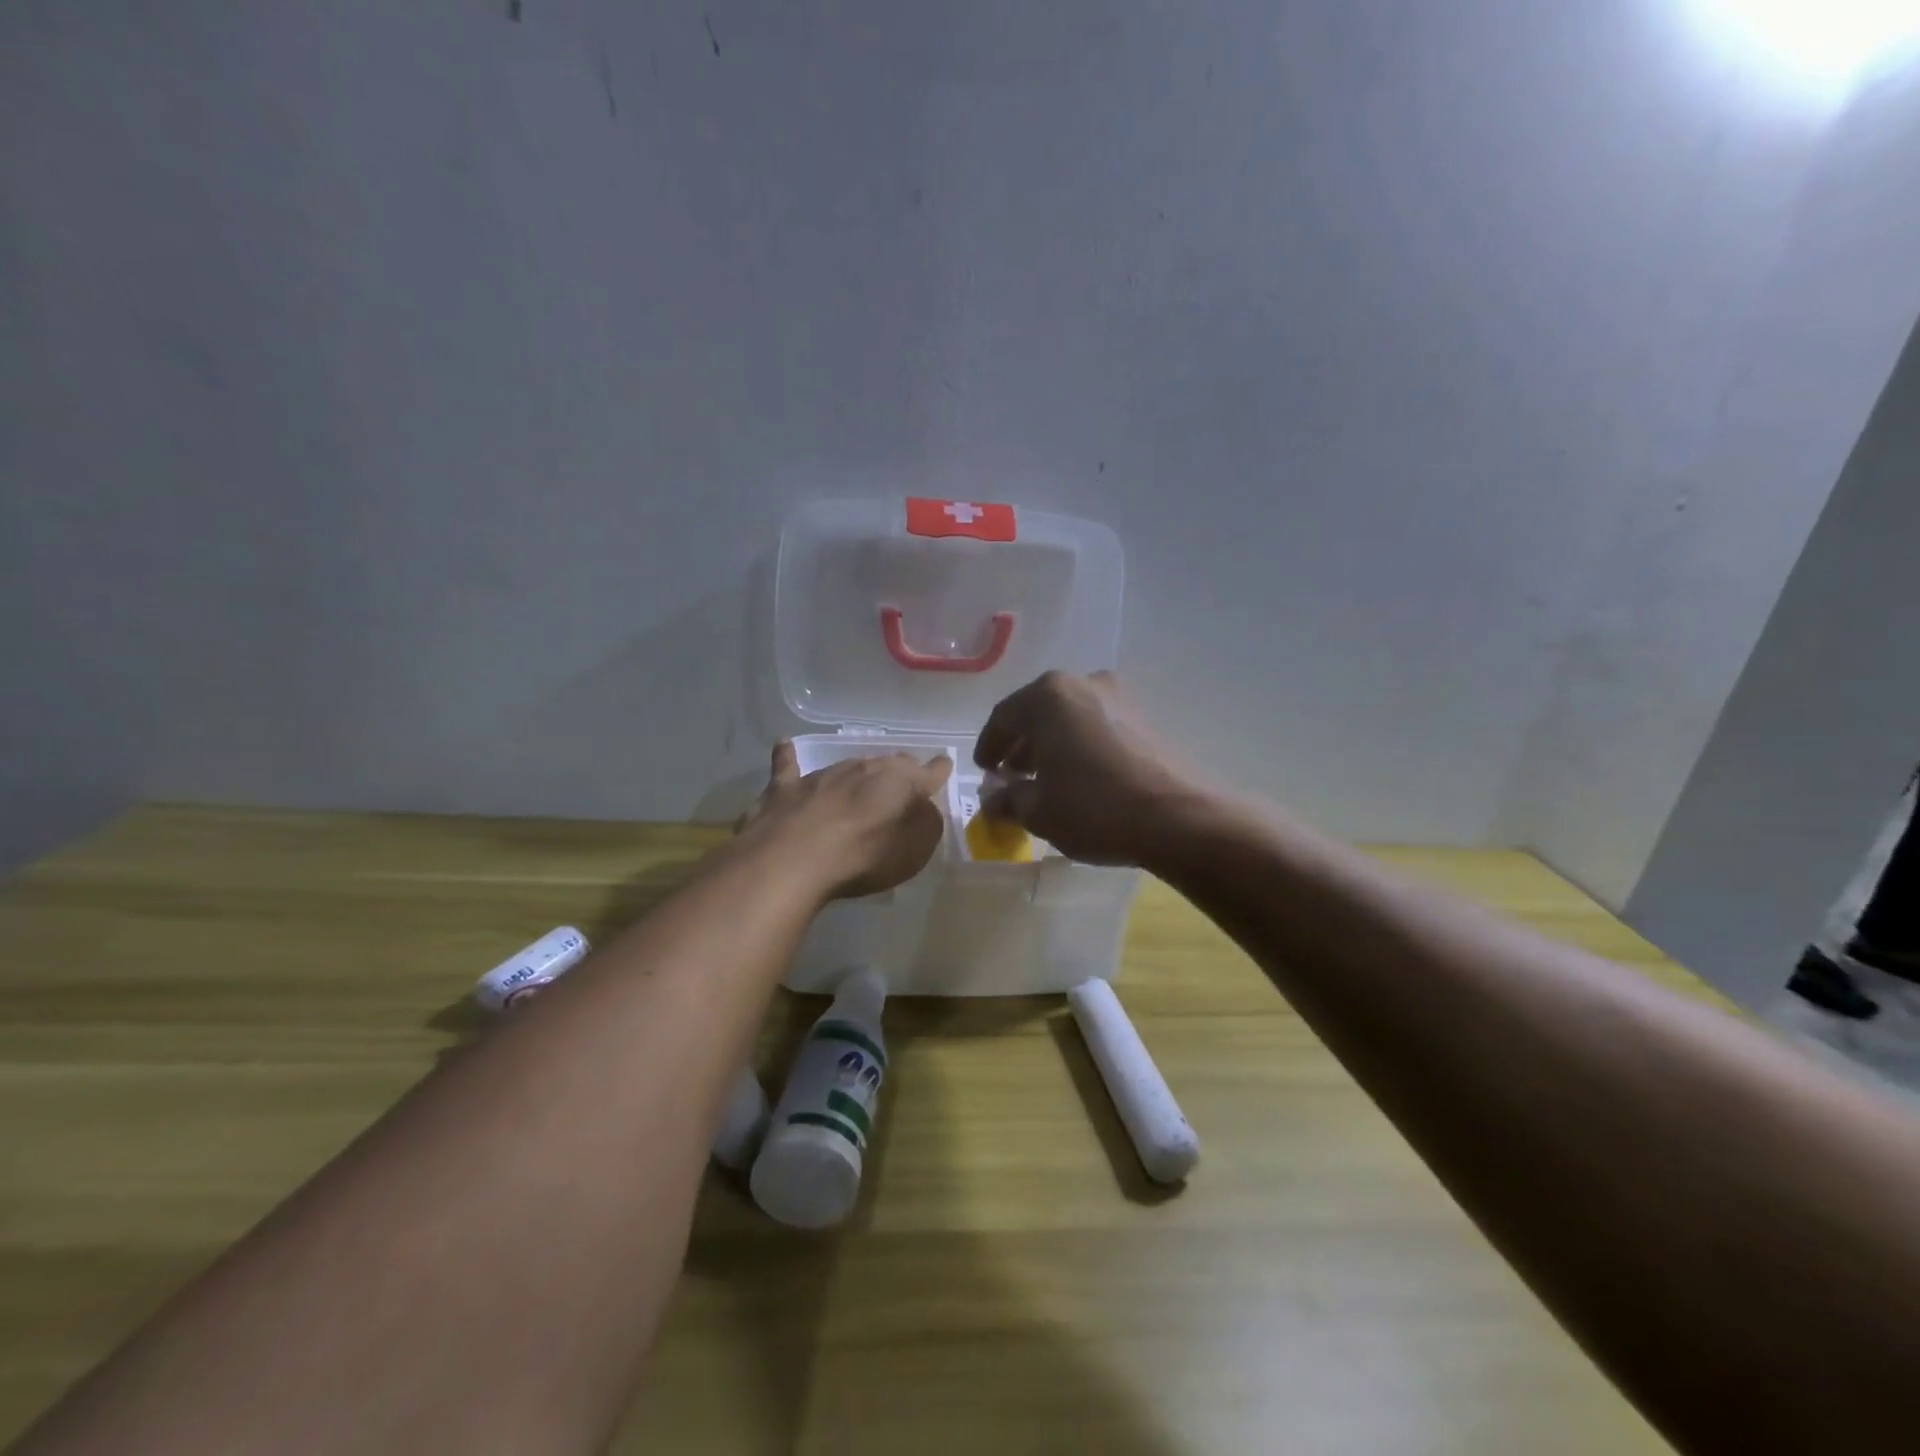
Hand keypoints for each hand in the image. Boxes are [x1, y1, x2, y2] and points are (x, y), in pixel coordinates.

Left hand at [741, 743, 952, 899]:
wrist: (796, 859)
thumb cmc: (866, 856)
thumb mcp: (917, 849)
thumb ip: (927, 823)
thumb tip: (924, 808)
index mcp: (901, 782)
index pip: (929, 772)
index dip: (938, 770)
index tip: (944, 764)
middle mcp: (864, 768)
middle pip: (888, 764)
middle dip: (898, 770)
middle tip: (903, 780)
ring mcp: (823, 775)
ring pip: (848, 765)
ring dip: (857, 772)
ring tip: (861, 777)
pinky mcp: (786, 788)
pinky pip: (787, 764)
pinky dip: (787, 755)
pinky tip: (784, 744)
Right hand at [973, 671, 1201, 866]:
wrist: (1179, 818)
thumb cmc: (1095, 808)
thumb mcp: (1038, 811)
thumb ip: (1007, 800)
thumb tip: (992, 799)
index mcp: (1049, 696)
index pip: (1004, 717)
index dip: (989, 746)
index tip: (985, 771)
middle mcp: (1083, 683)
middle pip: (1038, 712)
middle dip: (1022, 744)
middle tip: (1012, 775)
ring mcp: (1119, 697)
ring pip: (1069, 718)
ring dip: (1052, 744)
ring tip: (1046, 779)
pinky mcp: (1145, 717)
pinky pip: (1097, 726)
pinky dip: (1080, 746)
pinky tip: (1080, 777)